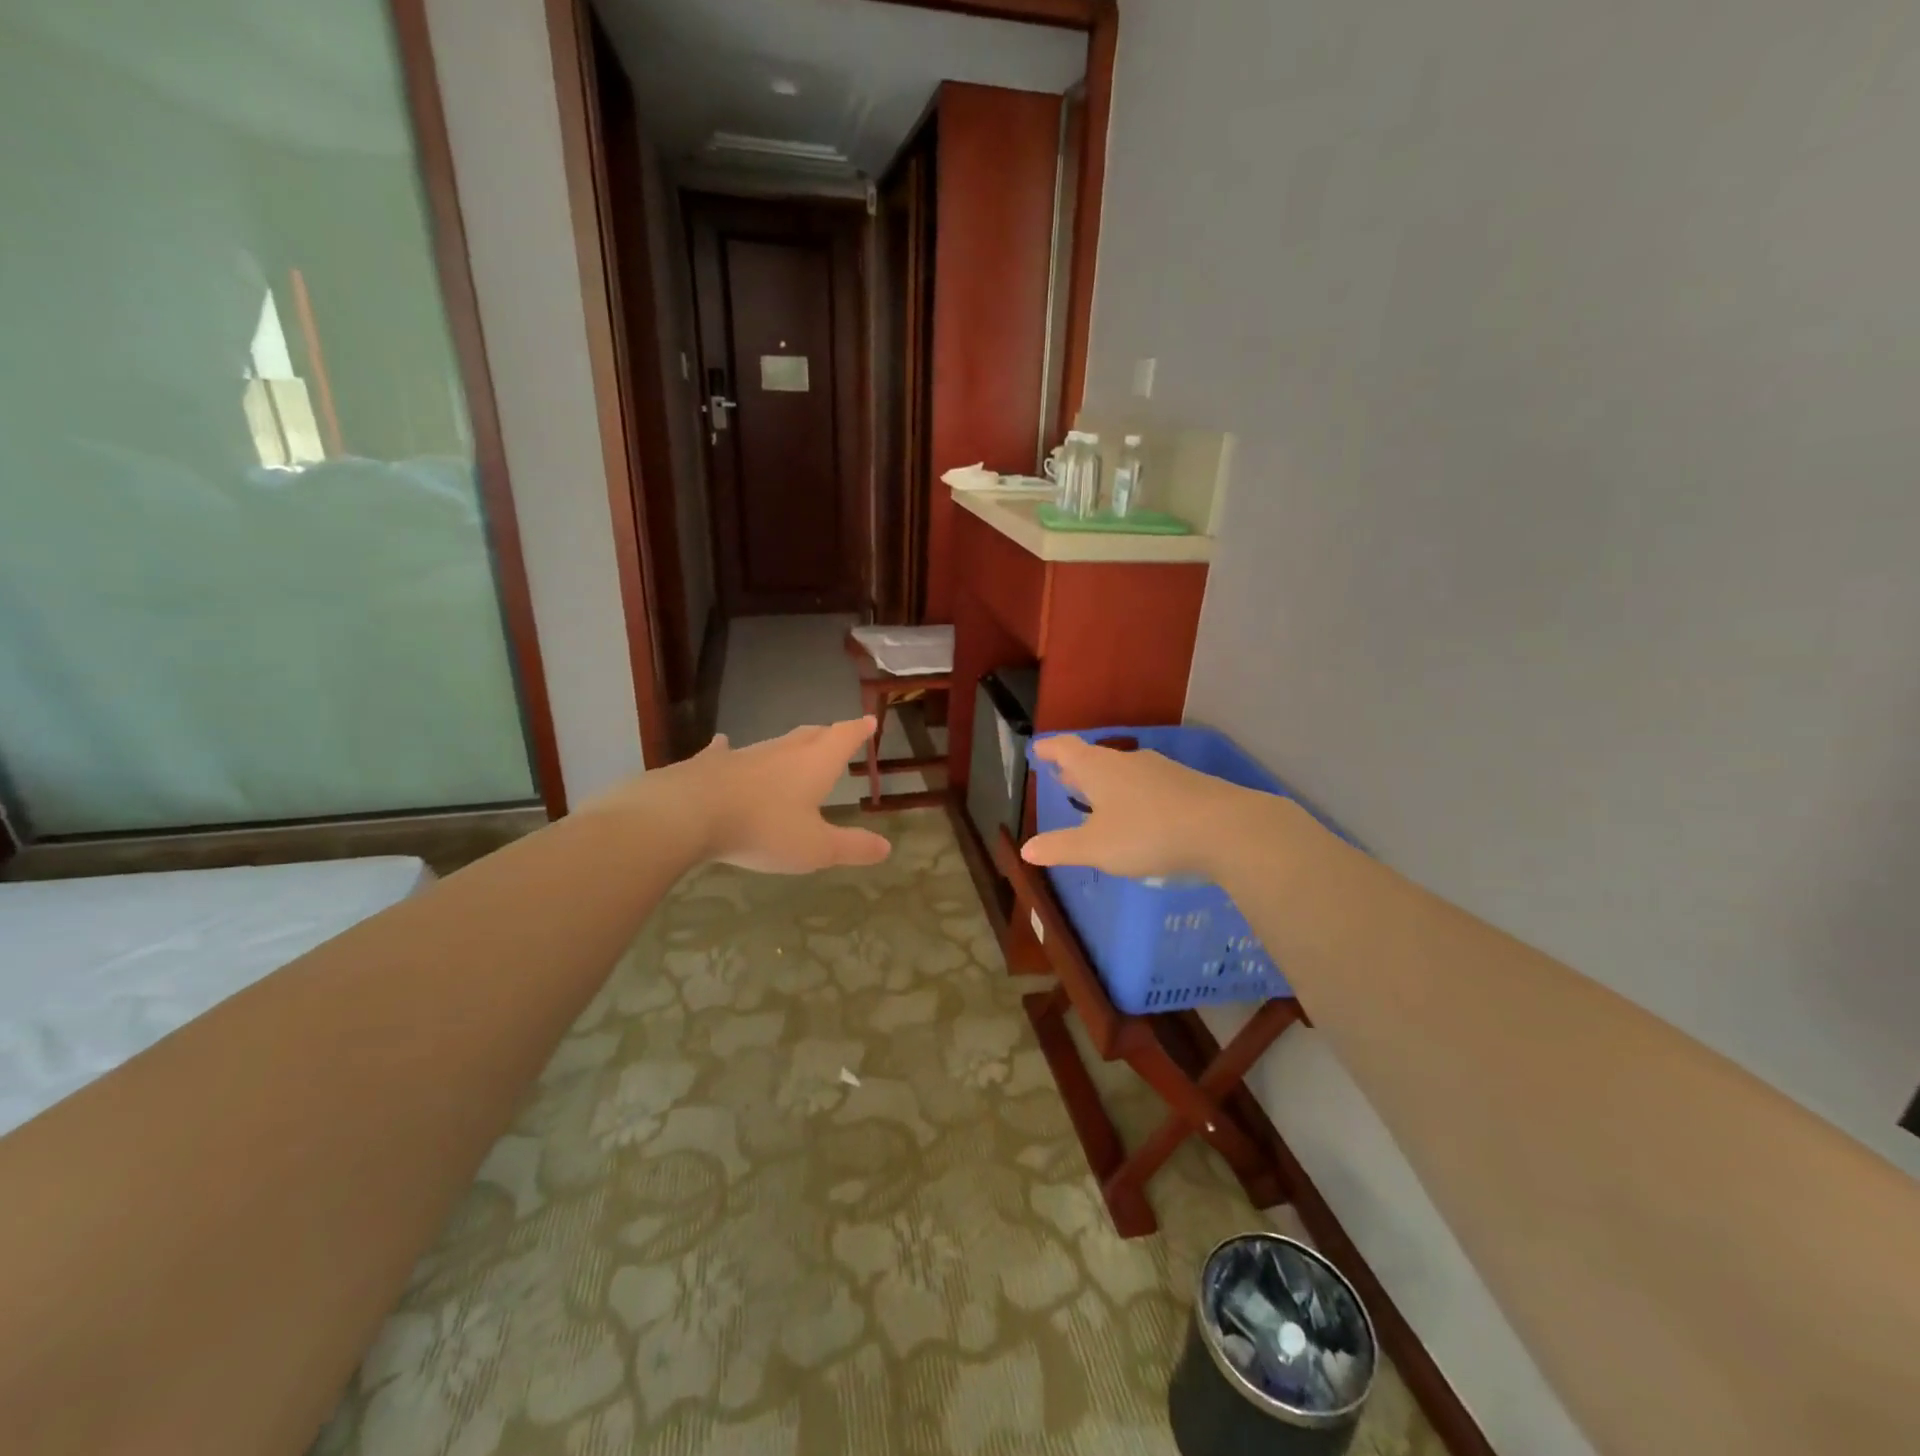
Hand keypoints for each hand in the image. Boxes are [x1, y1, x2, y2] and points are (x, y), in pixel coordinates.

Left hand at [598, 718, 892, 873]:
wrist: (689, 814)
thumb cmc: (763, 829)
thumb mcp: (816, 848)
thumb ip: (852, 847)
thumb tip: (887, 848)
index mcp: (815, 765)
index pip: (844, 737)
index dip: (858, 730)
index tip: (869, 721)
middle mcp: (783, 752)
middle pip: (811, 735)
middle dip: (828, 735)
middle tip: (837, 734)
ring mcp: (745, 755)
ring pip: (774, 743)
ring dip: (789, 745)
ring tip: (796, 746)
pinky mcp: (711, 764)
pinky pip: (725, 752)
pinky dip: (730, 749)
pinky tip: (723, 743)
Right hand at [1019, 734, 1267, 879]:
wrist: (1225, 828)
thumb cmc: (1148, 833)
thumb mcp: (1097, 847)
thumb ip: (1061, 847)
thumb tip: (1026, 849)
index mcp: (1099, 769)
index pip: (1067, 749)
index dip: (1051, 750)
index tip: (1038, 750)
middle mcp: (1127, 761)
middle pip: (1095, 758)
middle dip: (1077, 768)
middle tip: (1063, 776)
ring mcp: (1161, 770)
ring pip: (1124, 771)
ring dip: (1106, 781)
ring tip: (1098, 797)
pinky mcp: (1187, 784)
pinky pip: (1149, 784)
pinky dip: (1133, 794)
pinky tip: (1140, 813)